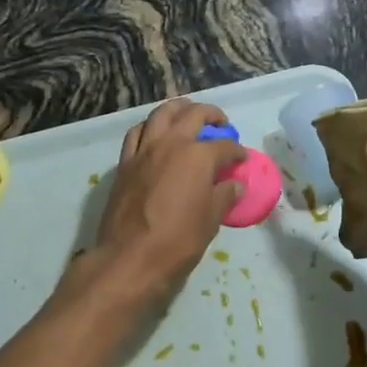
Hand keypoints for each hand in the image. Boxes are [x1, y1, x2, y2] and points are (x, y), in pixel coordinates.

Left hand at [79, 98, 244, 308]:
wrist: (130, 258)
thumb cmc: (177, 241)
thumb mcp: (210, 220)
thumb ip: (224, 196)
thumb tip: (235, 185)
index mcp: (198, 156)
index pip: (224, 146)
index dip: (237, 151)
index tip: (242, 158)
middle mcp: (171, 143)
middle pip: (194, 114)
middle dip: (211, 114)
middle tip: (220, 123)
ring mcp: (145, 150)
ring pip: (161, 114)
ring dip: (178, 109)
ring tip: (187, 114)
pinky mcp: (125, 162)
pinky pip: (137, 133)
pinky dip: (149, 127)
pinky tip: (155, 134)